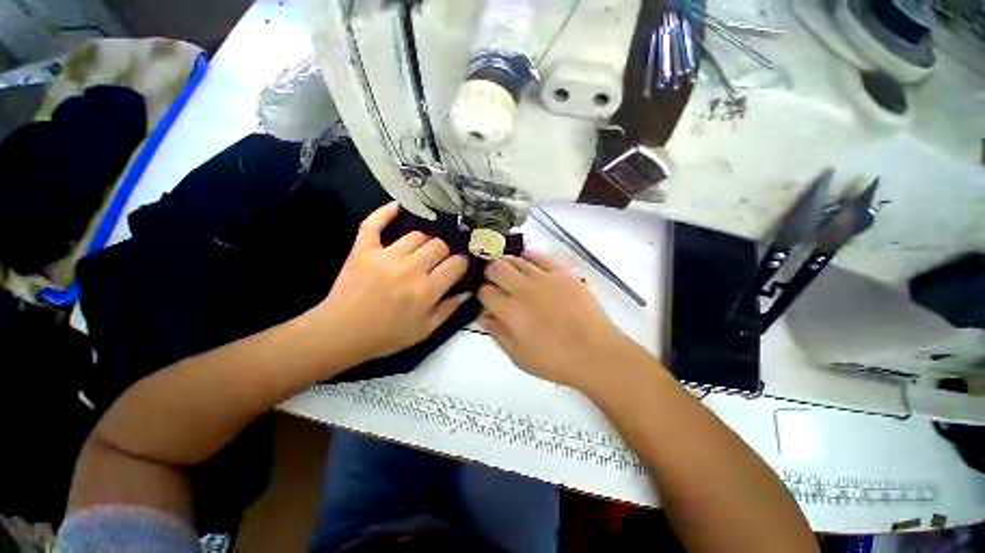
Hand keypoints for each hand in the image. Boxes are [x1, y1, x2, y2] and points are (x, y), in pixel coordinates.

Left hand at [309, 202, 469, 362]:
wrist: (341, 334)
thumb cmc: (386, 335)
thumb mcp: (425, 330)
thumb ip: (449, 309)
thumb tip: (468, 291)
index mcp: (427, 290)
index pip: (455, 264)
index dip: (461, 264)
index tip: (458, 267)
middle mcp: (410, 269)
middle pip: (438, 245)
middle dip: (444, 252)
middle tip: (438, 262)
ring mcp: (385, 256)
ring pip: (416, 235)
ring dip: (423, 242)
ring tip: (420, 251)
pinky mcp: (363, 250)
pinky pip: (374, 224)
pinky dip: (385, 213)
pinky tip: (396, 207)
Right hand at [478, 252, 644, 390]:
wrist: (595, 353)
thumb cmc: (555, 360)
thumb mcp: (518, 357)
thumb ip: (498, 334)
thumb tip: (484, 315)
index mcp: (511, 311)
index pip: (485, 292)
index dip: (482, 294)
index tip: (487, 299)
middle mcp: (524, 289)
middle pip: (496, 269)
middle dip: (490, 274)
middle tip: (495, 282)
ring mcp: (545, 278)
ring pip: (517, 260)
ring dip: (508, 264)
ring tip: (510, 272)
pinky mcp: (563, 273)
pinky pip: (541, 256)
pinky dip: (530, 256)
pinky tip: (527, 260)